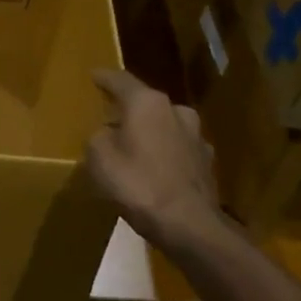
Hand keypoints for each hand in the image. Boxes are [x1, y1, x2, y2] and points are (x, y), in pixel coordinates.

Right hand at [87, 69, 232, 254]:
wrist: (189, 225)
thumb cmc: (138, 184)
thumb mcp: (99, 157)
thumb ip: (99, 137)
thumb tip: (108, 134)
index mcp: (148, 103)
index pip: (121, 80)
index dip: (104, 78)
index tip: (94, 75)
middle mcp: (176, 111)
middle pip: (146, 104)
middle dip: (129, 110)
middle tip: (110, 118)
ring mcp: (197, 137)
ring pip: (165, 127)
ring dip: (149, 133)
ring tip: (132, 147)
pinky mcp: (206, 163)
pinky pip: (177, 150)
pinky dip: (163, 155)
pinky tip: (154, 170)